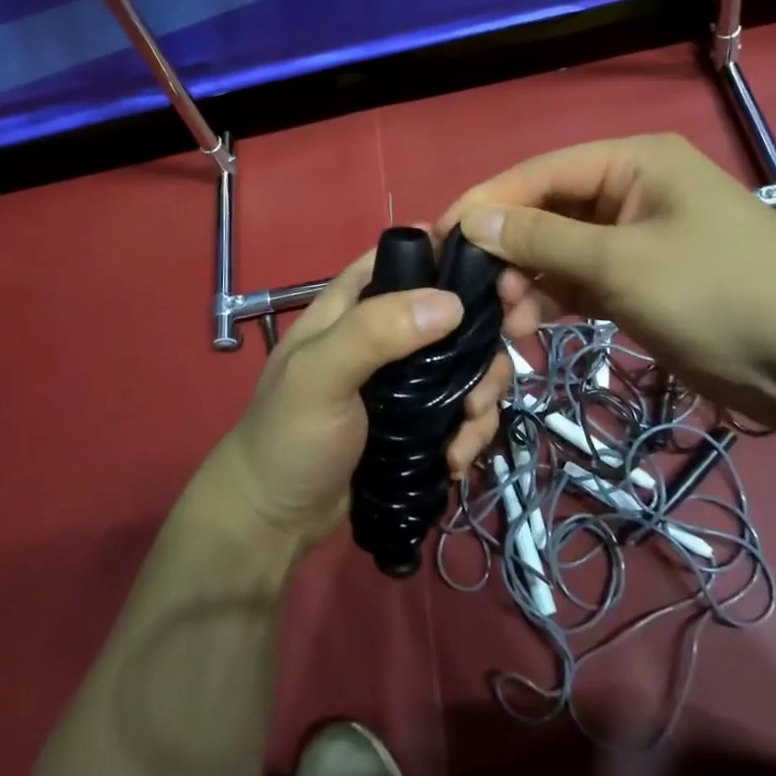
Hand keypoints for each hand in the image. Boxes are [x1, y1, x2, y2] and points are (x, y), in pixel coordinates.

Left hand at [213, 247, 510, 549]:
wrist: (275, 520)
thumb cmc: (288, 435)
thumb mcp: (320, 374)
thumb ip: (374, 331)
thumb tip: (452, 302)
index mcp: (355, 303)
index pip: (410, 256)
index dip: (455, 258)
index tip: (500, 283)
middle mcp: (386, 332)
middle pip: (454, 313)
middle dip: (483, 343)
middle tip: (491, 377)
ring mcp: (405, 379)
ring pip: (466, 365)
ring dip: (481, 395)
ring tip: (468, 429)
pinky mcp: (419, 421)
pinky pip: (462, 411)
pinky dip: (470, 431)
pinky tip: (456, 460)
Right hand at [437, 133, 775, 425]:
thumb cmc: (717, 292)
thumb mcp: (620, 262)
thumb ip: (541, 239)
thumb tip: (471, 221)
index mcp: (632, 161)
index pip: (540, 172)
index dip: (488, 202)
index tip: (440, 236)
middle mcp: (631, 190)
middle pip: (548, 210)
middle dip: (510, 249)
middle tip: (476, 292)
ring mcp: (637, 238)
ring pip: (561, 249)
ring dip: (529, 280)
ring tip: (506, 320)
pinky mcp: (642, 281)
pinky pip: (582, 280)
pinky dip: (555, 300)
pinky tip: (529, 328)